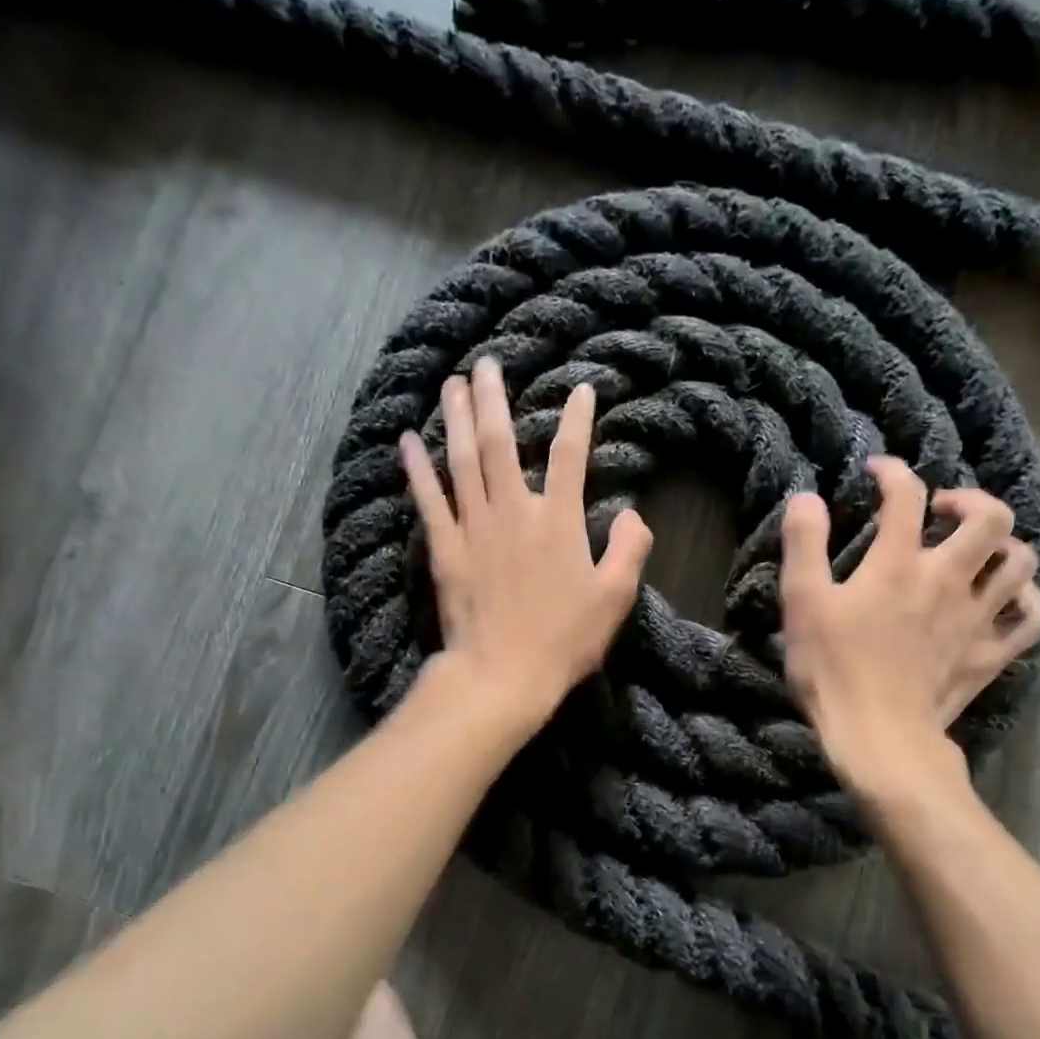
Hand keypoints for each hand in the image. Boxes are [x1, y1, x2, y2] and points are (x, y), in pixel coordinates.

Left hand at [399, 357, 652, 726]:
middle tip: (485, 364)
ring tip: (452, 384)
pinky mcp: (445, 548)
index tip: (581, 389)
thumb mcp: (615, 597)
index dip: (578, 418)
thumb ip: (630, 548)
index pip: (571, 455)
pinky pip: (427, 499)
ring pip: (461, 460)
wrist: (503, 674)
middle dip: (494, 399)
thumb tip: (632, 512)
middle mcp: (513, 510)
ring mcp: (474, 526)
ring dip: (456, 418)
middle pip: (500, 443)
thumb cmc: (565, 638)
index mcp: (558, 520)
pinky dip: (415, 468)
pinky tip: (406, 441)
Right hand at [779, 458, 1039, 794]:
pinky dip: (1027, 601)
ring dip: (1002, 545)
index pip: (906, 495)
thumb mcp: (802, 601)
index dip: (893, 472)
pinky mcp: (991, 654)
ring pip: (1020, 562)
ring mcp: (978, 617)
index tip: (877, 472)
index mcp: (899, 563)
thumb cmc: (832, 668)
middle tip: (940, 510)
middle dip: (968, 499)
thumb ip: (804, 543)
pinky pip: (1032, 619)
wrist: (879, 738)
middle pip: (990, 517)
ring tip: (975, 551)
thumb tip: (807, 497)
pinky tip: (1007, 599)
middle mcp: (949, 579)